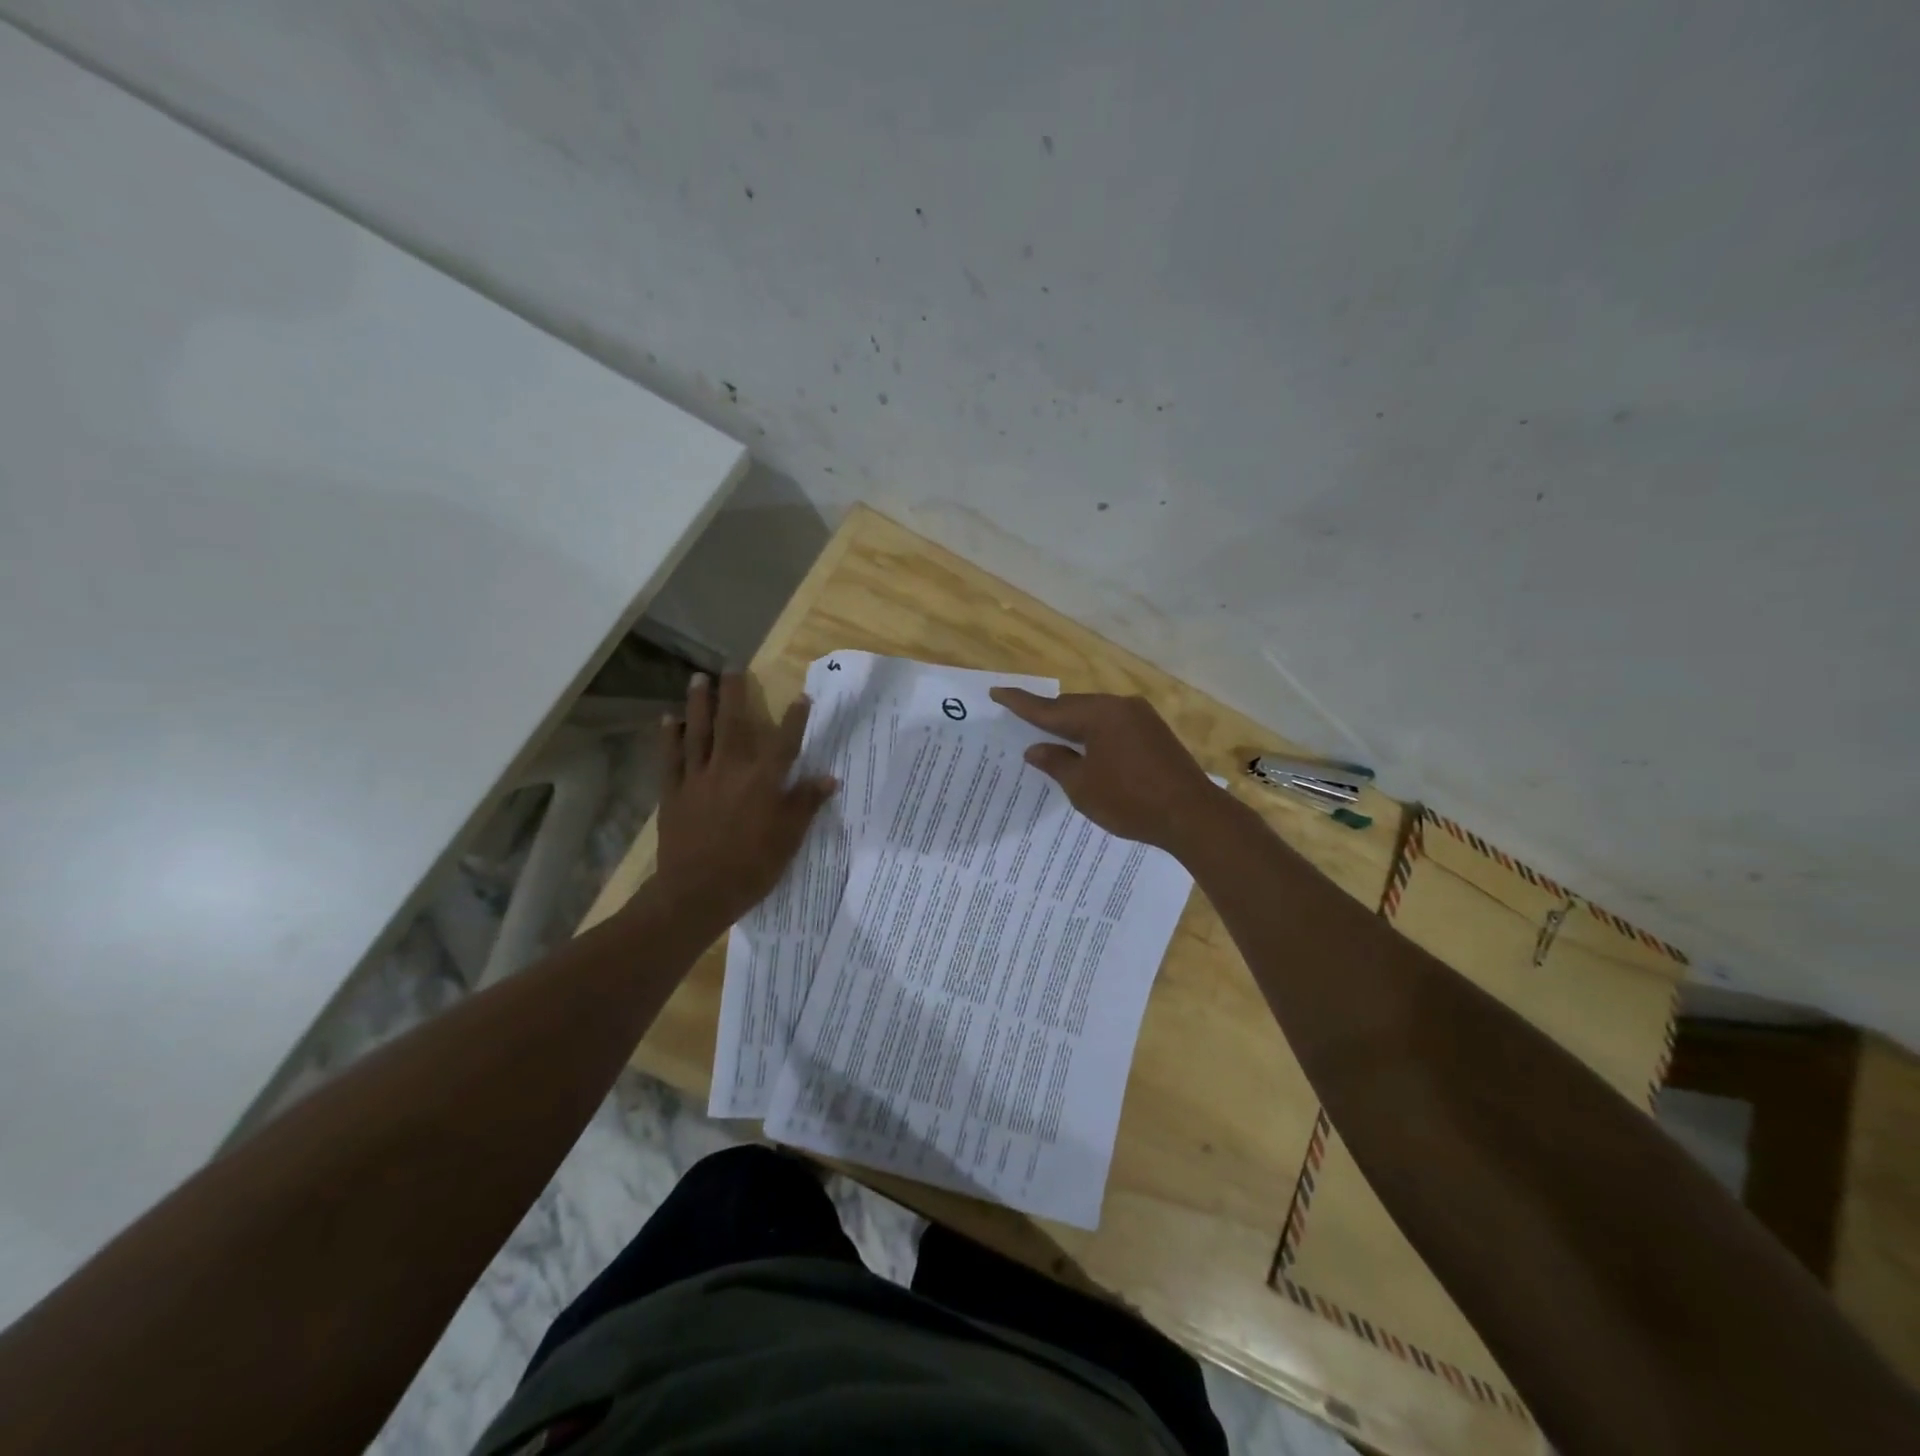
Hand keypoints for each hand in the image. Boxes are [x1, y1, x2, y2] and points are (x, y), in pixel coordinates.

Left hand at [655, 672, 836, 925]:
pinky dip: (669, 737)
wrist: (697, 893)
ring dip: (699, 704)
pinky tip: (668, 719)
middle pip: (734, 724)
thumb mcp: (788, 839)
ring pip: (698, 733)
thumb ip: (805, 804)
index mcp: (763, 782)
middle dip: (734, 694)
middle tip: (732, 667)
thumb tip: (829, 778)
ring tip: (698, 678)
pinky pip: (670, 758)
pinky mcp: (673, 793)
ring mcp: (698, 779)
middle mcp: (730, 770)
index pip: (785, 743)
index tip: (802, 696)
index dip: (795, 718)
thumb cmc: (751, 868)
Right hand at [988, 688, 1224, 853]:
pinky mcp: (1154, 732)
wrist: (1193, 815)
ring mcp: (1141, 717)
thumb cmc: (1130, 801)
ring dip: (1072, 725)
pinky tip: (1085, 748)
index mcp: (1098, 714)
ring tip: (1049, 737)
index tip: (997, 691)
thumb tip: (1036, 748)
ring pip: (1095, 714)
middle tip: (1020, 719)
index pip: (1049, 708)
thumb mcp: (1083, 787)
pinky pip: (1112, 725)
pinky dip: (1094, 733)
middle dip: (1047, 714)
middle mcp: (1120, 706)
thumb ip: (1056, 762)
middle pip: (1073, 706)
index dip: (1020, 703)